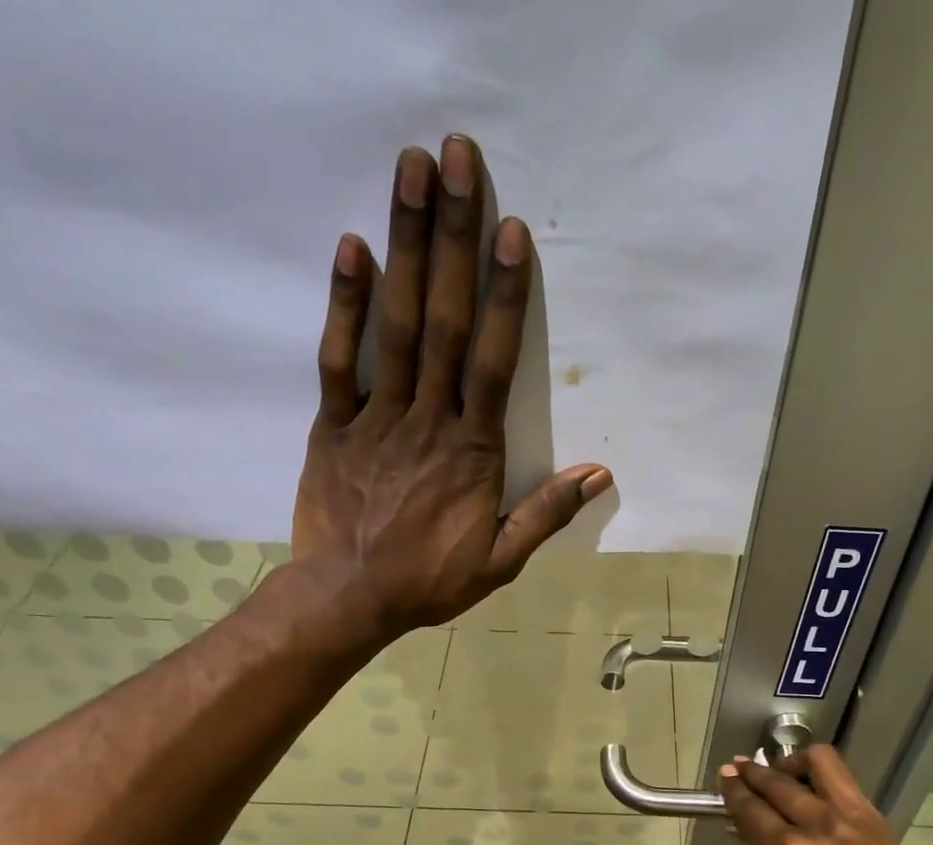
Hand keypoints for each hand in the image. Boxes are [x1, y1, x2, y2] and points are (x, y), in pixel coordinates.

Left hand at [292, 135, 613, 632]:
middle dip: (453, 239)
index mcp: (473, 451)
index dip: (503, 295)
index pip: (493, 361)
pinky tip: (353, 247)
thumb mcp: (500, 560)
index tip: (510, 232)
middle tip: (459, 159)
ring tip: (412, 172)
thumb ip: (546, 514)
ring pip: (396, 325)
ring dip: (406, 246)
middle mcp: (429, 420)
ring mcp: (377, 417)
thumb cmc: (430, 581)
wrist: (351, 598)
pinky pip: (339, 359)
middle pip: (445, 320)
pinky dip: (345, 305)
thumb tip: (599, 475)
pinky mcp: (333, 425)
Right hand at [717, 747, 932, 844]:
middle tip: (741, 768)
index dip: (734, 791)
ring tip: (782, 771)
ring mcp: (856, 819)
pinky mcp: (878, 821)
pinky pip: (846, 785)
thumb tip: (750, 827)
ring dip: (794, 763)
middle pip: (780, 783)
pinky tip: (814, 794)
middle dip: (755, 773)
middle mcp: (823, 826)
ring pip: (821, 763)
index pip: (753, 810)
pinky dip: (823, 783)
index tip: (725, 777)